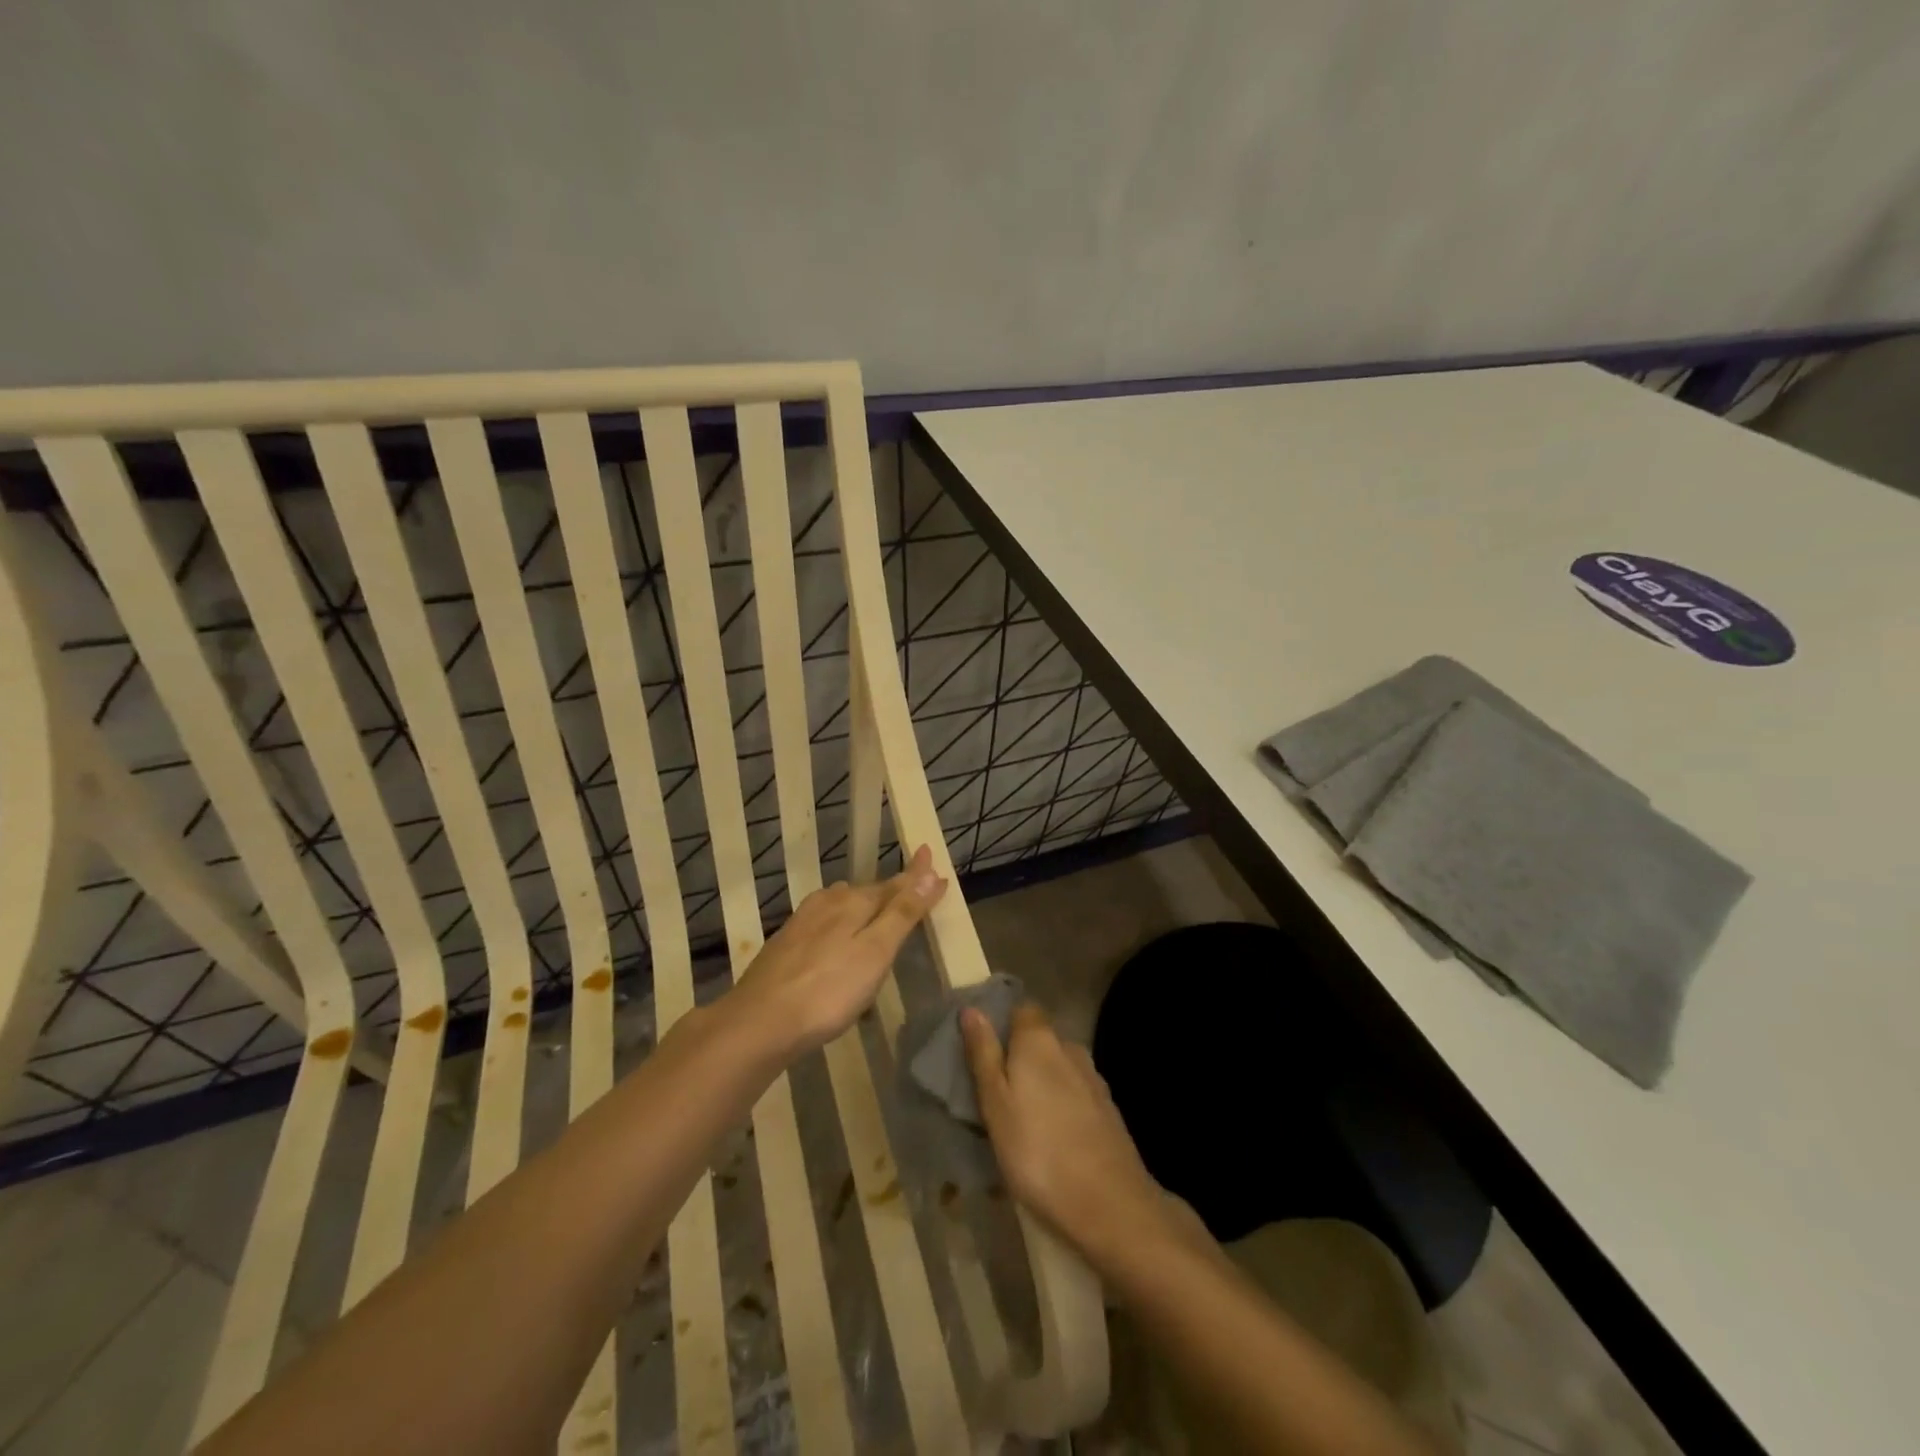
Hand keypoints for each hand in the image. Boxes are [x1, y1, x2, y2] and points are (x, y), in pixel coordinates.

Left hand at [732, 846, 946, 1057]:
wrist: (758, 1023)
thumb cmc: (828, 991)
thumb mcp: (875, 952)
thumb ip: (902, 913)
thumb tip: (929, 872)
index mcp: (852, 902)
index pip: (894, 883)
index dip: (916, 876)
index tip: (930, 854)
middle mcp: (827, 903)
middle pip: (868, 893)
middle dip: (891, 891)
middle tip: (913, 889)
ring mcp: (802, 923)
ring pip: (842, 907)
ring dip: (864, 907)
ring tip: (879, 913)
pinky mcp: (786, 945)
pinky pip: (825, 926)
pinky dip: (842, 928)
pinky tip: (839, 942)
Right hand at [961, 1001, 1170, 1266]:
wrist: (1110, 1204)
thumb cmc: (1037, 1151)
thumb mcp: (995, 1104)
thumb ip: (983, 1054)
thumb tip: (972, 1009)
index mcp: (1039, 1040)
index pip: (1022, 1009)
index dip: (1003, 1025)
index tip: (983, 1052)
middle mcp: (1070, 1048)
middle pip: (1040, 1040)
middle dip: (1019, 1058)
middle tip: (995, 1094)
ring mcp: (1093, 1079)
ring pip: (1058, 1069)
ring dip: (1041, 1085)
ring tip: (1021, 1121)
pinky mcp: (1108, 1110)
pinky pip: (1075, 1095)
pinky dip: (1060, 1107)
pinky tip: (1051, 1138)